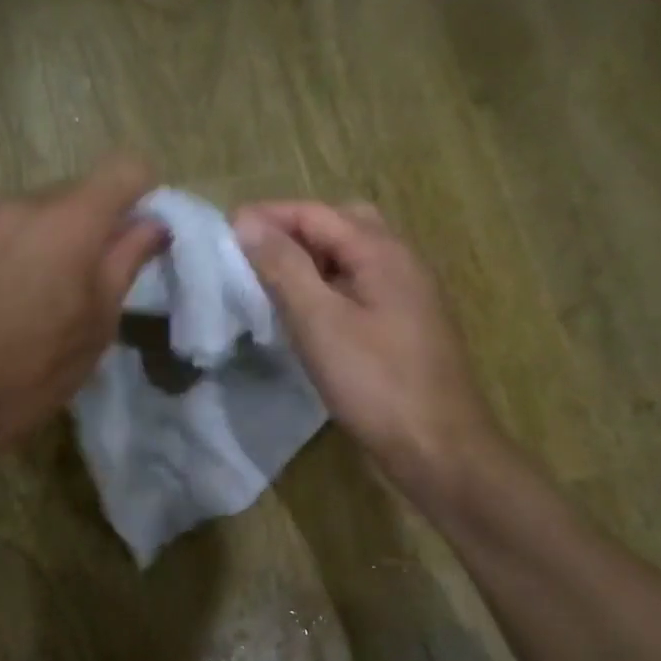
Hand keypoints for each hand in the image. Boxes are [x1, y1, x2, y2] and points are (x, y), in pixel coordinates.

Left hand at [0, 157, 166, 473]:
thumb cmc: (37, 368)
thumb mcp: (99, 321)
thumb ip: (127, 260)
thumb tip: (154, 225)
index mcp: (70, 220)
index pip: (125, 168)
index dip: (146, 195)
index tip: (147, 238)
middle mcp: (27, 203)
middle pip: (84, 189)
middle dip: (105, 222)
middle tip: (109, 277)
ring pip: (49, 210)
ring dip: (69, 236)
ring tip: (65, 293)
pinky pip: (19, 228)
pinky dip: (37, 247)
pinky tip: (29, 296)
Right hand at [234, 201, 500, 499]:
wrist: (437, 447)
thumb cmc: (375, 383)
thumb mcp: (320, 322)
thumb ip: (284, 268)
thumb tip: (248, 223)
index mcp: (382, 252)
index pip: (316, 213)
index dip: (268, 216)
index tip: (224, 232)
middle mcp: (401, 262)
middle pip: (341, 225)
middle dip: (294, 232)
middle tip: (252, 255)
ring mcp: (408, 296)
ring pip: (352, 259)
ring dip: (310, 261)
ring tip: (270, 282)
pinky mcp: (405, 327)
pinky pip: (360, 289)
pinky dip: (328, 288)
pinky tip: (306, 315)